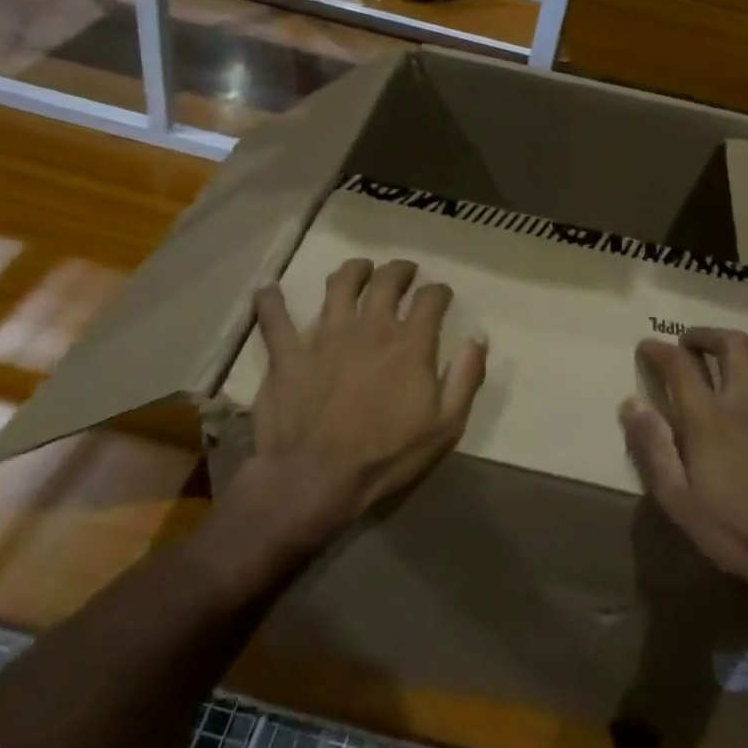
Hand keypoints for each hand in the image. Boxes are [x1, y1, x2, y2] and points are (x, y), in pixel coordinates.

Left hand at [241, 258, 487, 534]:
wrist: (316, 478)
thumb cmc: (386, 456)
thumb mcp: (445, 425)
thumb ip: (466, 377)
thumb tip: (479, 337)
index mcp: (409, 343)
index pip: (430, 300)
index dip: (439, 291)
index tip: (441, 294)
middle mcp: (370, 327)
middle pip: (386, 281)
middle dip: (399, 270)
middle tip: (404, 271)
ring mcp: (325, 335)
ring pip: (339, 285)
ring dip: (352, 271)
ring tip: (359, 268)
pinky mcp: (289, 353)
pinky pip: (274, 317)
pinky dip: (270, 301)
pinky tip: (268, 291)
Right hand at [622, 328, 747, 613]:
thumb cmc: (735, 534)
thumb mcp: (678, 500)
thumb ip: (653, 447)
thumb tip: (630, 403)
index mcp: (709, 420)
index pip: (680, 366)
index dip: (659, 349)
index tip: (647, 347)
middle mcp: (747, 405)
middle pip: (732, 346)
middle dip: (706, 335)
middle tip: (690, 344)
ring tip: (734, 357)